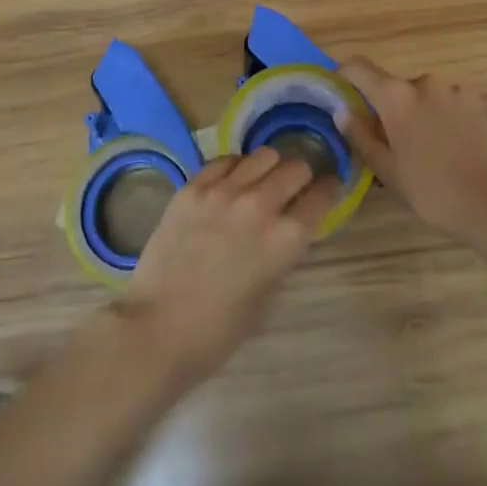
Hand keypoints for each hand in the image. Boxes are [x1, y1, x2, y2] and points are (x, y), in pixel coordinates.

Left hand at [121, 148, 339, 382]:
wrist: (158, 329)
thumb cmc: (218, 330)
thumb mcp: (267, 295)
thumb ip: (282, 252)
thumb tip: (288, 227)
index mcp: (285, 240)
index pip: (321, 196)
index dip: (329, 190)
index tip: (329, 187)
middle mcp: (259, 205)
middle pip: (295, 167)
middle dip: (301, 176)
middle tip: (294, 187)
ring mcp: (223, 191)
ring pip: (263, 155)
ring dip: (269, 167)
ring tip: (262, 181)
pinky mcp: (193, 186)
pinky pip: (226, 160)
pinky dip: (236, 167)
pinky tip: (231, 182)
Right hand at [339, 57, 486, 244]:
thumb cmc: (434, 192)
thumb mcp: (389, 172)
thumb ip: (361, 137)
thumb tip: (341, 111)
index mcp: (397, 96)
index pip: (359, 68)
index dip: (346, 76)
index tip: (344, 93)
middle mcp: (427, 82)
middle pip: (400, 88)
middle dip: (397, 110)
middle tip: (402, 145)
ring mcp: (461, 89)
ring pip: (433, 97)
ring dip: (430, 115)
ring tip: (441, 152)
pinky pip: (462, 106)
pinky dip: (458, 121)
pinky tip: (467, 151)